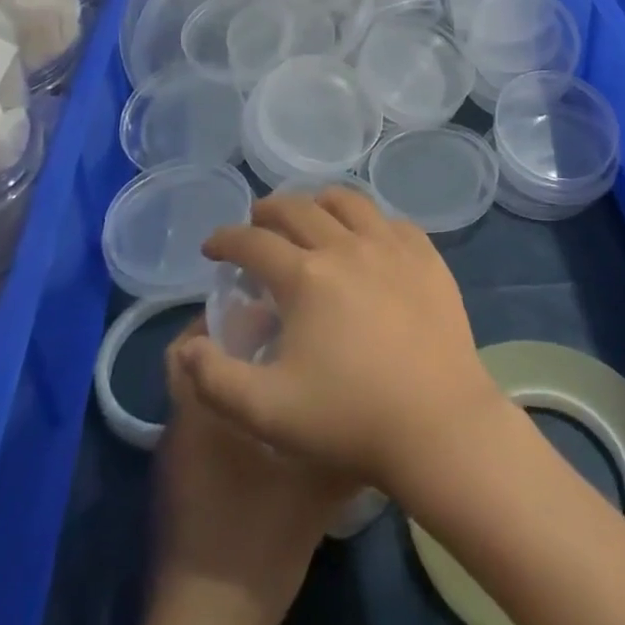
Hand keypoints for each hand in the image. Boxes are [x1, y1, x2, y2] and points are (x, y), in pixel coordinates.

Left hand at [140, 319, 353, 624]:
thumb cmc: (257, 537)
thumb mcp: (316, 483)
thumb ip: (344, 434)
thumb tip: (382, 397)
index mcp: (202, 409)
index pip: (193, 340)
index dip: (225, 310)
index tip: (269, 297)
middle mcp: (182, 423)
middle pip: (197, 359)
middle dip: (234, 336)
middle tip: (285, 323)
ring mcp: (179, 456)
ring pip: (202, 392)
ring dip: (235, 373)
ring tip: (288, 364)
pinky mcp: (185, 484)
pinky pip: (204, 424)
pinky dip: (232, 408)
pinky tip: (274, 419)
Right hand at [176, 188, 505, 498]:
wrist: (437, 423)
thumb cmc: (349, 419)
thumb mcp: (267, 412)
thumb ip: (214, 380)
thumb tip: (186, 346)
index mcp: (305, 277)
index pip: (253, 242)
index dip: (226, 239)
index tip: (212, 246)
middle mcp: (346, 245)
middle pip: (298, 208)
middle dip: (268, 211)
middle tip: (256, 222)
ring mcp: (390, 245)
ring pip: (348, 201)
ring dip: (319, 202)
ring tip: (310, 215)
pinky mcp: (425, 255)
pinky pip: (391, 220)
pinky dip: (368, 220)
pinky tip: (366, 237)